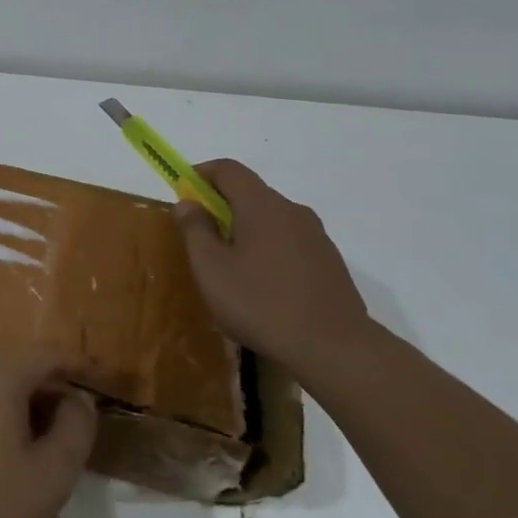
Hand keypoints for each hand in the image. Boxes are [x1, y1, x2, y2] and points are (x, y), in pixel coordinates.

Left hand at [0, 354, 96, 517]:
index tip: (104, 382)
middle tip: (78, 422)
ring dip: (22, 403)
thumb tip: (78, 399)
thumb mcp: (50, 475)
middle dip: (50, 388)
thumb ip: (75, 428)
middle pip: (17, 366)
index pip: (47, 354)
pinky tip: (7, 450)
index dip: (79, 367)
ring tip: (47, 441)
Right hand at [174, 159, 376, 376]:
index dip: (201, 174)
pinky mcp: (329, 261)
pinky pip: (289, 240)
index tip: (183, 193)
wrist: (334, 347)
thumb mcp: (211, 269)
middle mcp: (292, 211)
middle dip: (220, 204)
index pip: (229, 169)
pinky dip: (267, 248)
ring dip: (245, 228)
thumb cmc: (260, 304)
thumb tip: (188, 202)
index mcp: (261, 206)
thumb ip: (195, 230)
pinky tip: (261, 284)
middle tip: (200, 236)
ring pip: (271, 218)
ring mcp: (316, 236)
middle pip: (251, 192)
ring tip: (229, 266)